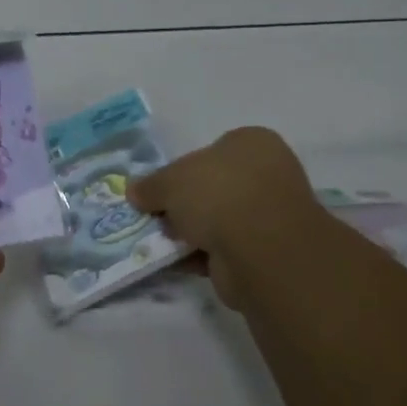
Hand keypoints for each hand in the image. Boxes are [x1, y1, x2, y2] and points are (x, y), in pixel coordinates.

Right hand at [129, 126, 323, 307]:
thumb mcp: (169, 181)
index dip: (182, 169)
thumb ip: (150, 185)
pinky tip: (179, 262)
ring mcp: (272, 215)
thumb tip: (134, 191)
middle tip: (158, 217)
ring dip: (193, 233)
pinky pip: (228, 249)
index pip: (212, 150)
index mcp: (252, 143)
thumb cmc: (217, 194)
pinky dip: (204, 256)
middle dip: (186, 205)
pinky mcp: (269, 252)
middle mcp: (268, 173)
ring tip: (163, 243)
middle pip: (214, 187)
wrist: (260, 248)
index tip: (161, 189)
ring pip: (220, 220)